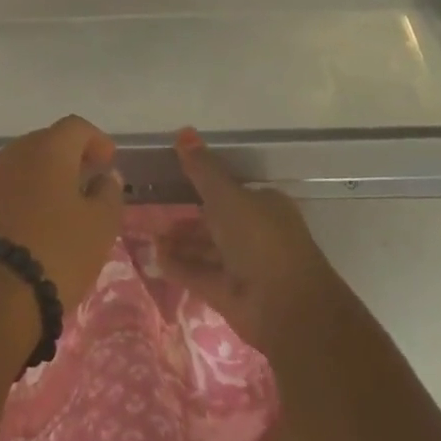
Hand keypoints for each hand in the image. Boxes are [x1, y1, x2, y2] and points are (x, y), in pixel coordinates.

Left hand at [0, 116, 124, 311]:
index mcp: (49, 148)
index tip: (108, 161)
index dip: (96, 140)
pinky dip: (22, 197)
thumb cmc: (56, 252)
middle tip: (86, 182)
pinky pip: (5, 188)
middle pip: (46, 142)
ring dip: (43, 178)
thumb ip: (108, 194)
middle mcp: (15, 152)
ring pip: (23, 165)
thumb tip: (106, 176)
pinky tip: (32, 223)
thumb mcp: (99, 227)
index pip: (76, 127)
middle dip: (68, 158)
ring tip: (60, 206)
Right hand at [159, 127, 346, 353]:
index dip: (204, 185)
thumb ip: (202, 168)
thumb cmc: (260, 239)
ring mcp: (245, 267)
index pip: (231, 190)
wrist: (288, 309)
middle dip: (188, 218)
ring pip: (208, 249)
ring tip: (151, 237)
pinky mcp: (232, 295)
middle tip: (156, 212)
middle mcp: (257, 234)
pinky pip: (201, 274)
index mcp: (264, 205)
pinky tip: (156, 258)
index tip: (175, 182)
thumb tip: (183, 130)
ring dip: (181, 243)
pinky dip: (181, 267)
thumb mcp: (227, 196)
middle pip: (217, 221)